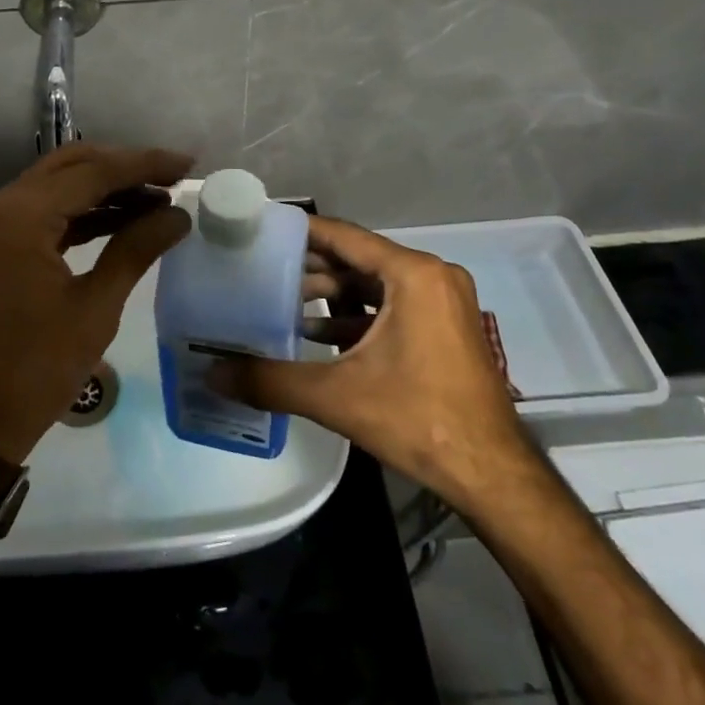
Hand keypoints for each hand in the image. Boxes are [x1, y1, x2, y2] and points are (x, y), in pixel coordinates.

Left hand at [0, 144, 191, 463]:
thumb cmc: (36, 369)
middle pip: (70, 166)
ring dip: (104, 188)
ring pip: (57, 185)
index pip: (90, 173)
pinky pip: (44, 212)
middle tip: (172, 178)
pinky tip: (123, 218)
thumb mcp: (95, 308)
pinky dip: (82, 211)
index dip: (143, 165)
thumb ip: (136, 249)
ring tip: (158, 199)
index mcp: (18, 219)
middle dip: (123, 168)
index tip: (186, 164)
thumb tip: (178, 215)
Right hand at [210, 215, 532, 508]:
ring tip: (284, 302)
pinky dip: (358, 315)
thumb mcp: (337, 396)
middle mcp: (433, 276)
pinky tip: (319, 333)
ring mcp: (444, 302)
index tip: (262, 228)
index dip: (301, 231)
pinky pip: (393, 305)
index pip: (345, 236)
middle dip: (312, 266)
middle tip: (263, 269)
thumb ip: (271, 380)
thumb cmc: (418, 420)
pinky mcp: (446, 327)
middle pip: (359, 259)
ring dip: (333, 293)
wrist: (492, 475)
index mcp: (414, 275)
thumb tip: (213, 374)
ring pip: (375, 284)